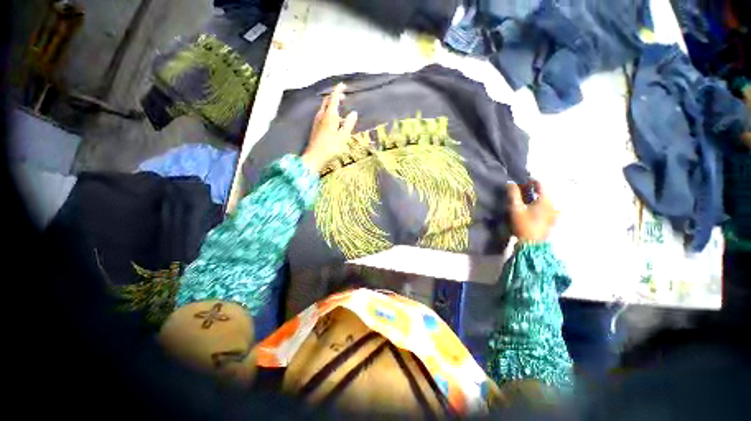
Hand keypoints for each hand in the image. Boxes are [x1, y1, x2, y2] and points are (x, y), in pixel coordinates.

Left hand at [301, 83, 358, 171]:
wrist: (314, 157)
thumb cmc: (330, 147)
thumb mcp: (343, 137)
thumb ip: (349, 124)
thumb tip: (354, 113)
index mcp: (329, 116)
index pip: (334, 98)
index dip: (338, 90)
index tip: (343, 85)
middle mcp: (321, 115)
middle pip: (327, 101)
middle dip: (335, 97)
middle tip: (343, 97)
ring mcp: (317, 121)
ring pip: (325, 108)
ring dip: (332, 106)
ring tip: (342, 112)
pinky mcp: (316, 127)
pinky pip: (323, 115)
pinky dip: (329, 113)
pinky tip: (335, 123)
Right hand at [507, 180, 556, 242]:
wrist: (532, 244)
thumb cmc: (524, 224)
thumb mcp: (516, 208)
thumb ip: (513, 194)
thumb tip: (510, 183)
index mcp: (545, 199)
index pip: (540, 184)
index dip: (530, 180)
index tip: (520, 181)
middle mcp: (553, 204)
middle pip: (543, 191)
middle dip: (531, 189)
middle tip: (520, 190)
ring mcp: (554, 213)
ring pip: (545, 200)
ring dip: (535, 197)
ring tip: (525, 199)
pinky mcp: (552, 220)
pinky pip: (547, 208)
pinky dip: (540, 205)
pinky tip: (534, 209)